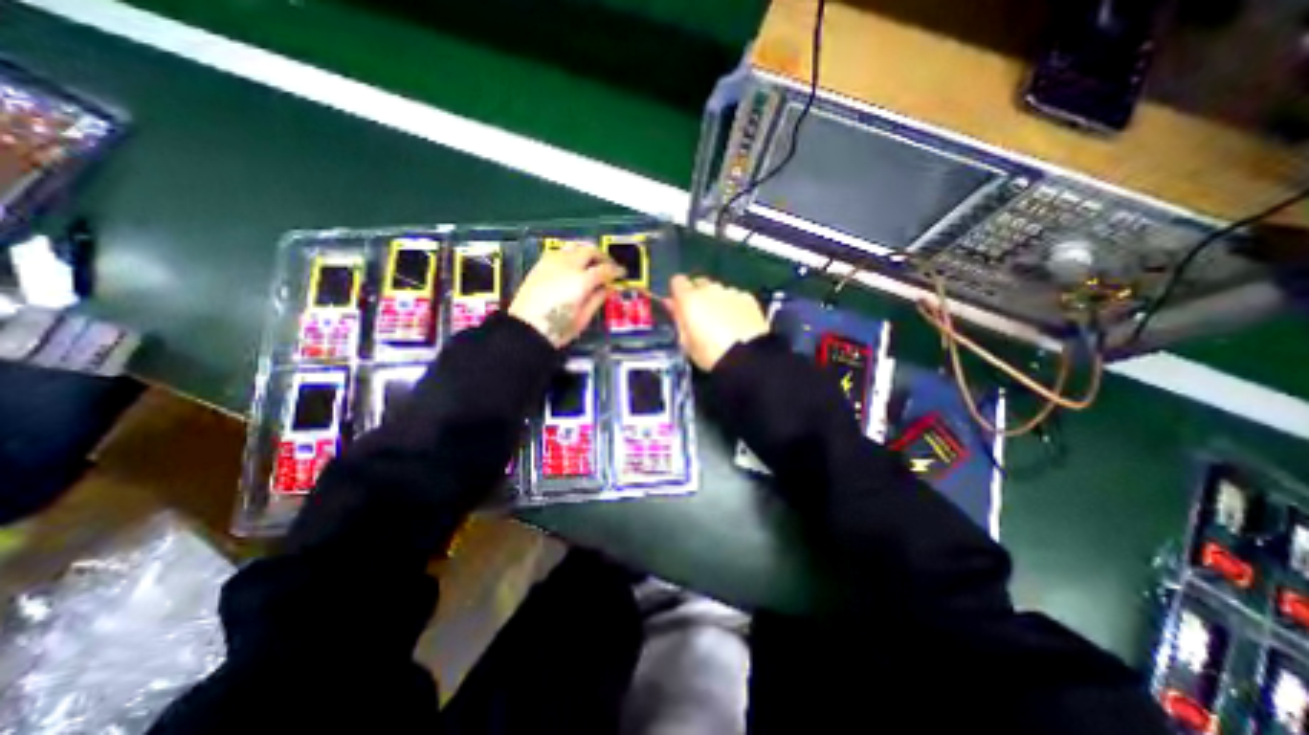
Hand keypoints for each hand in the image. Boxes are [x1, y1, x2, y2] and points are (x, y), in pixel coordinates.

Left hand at [505, 241, 623, 347]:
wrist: (525, 330)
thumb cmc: (557, 329)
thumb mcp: (583, 318)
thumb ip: (597, 299)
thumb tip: (608, 288)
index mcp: (581, 281)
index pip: (604, 269)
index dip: (616, 271)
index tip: (622, 274)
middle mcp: (567, 266)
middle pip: (589, 250)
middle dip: (602, 256)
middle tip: (609, 266)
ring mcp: (552, 263)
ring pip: (573, 246)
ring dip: (586, 250)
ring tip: (592, 261)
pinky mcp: (540, 265)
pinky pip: (559, 251)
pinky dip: (570, 253)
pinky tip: (572, 263)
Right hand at [667, 274, 770, 369]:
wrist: (746, 357)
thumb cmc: (709, 353)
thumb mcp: (686, 341)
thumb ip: (678, 318)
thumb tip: (671, 304)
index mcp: (689, 299)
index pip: (677, 281)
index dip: (678, 292)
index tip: (680, 305)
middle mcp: (709, 289)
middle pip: (699, 283)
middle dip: (698, 295)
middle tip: (701, 315)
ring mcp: (730, 292)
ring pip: (718, 290)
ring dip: (717, 300)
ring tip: (722, 322)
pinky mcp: (748, 298)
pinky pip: (735, 297)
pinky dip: (734, 306)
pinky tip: (737, 322)